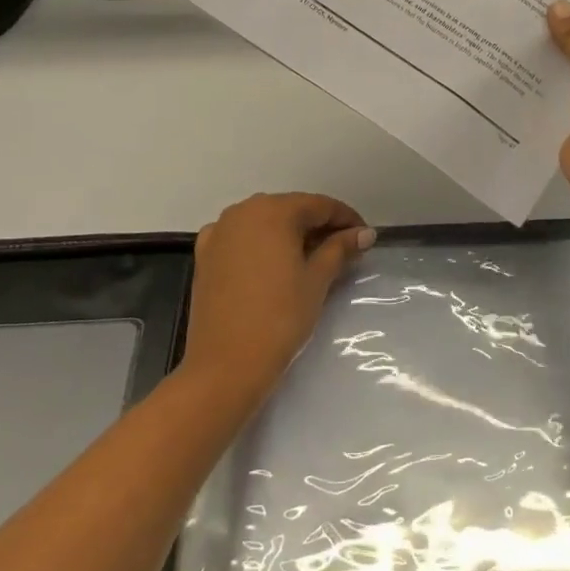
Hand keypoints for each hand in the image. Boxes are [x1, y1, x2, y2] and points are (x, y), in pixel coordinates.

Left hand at [182, 193, 374, 404]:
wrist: (225, 365)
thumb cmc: (279, 318)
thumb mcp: (317, 280)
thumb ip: (340, 249)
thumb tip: (364, 233)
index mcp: (274, 211)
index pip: (319, 205)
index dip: (346, 219)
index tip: (364, 237)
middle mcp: (243, 210)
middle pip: (290, 210)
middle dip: (317, 226)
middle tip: (343, 250)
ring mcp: (219, 232)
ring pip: (264, 222)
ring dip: (289, 234)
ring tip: (312, 258)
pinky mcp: (205, 255)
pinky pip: (240, 238)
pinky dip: (260, 245)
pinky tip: (272, 264)